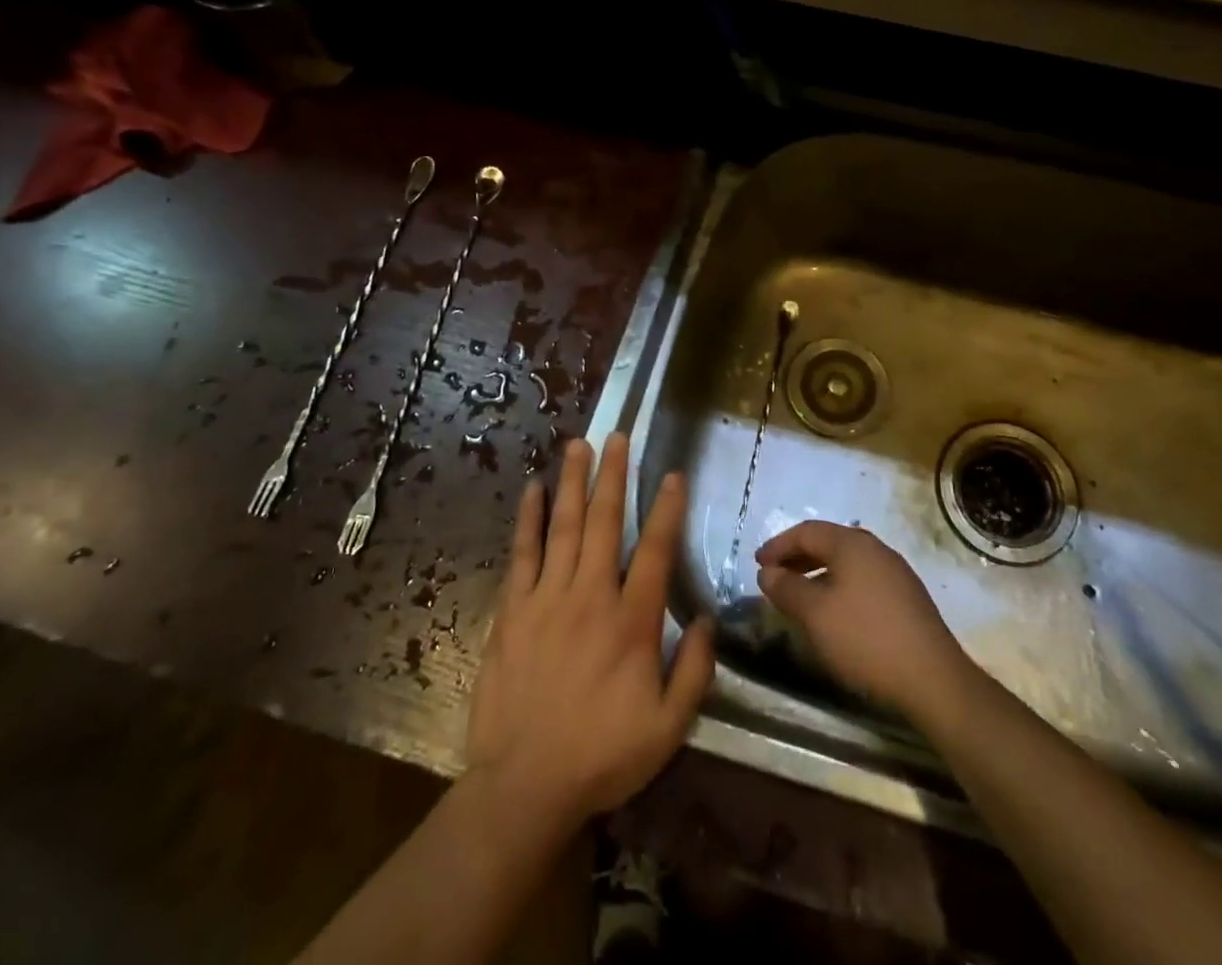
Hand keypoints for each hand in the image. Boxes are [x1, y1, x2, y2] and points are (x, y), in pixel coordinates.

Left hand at [466, 434, 713, 828]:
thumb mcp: (668, 727)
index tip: (671, 474)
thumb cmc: (602, 755)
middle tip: (617, 435)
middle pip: (604, 522)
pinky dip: (528, 519)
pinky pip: (522, 554)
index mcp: (632, 622)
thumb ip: (695, 671)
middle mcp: (591, 596)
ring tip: (578, 444)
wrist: (524, 786)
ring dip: (573, 482)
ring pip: (564, 527)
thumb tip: (709, 619)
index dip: (666, 509)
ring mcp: (547, 599)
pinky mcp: (513, 611)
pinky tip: (533, 489)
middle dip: (613, 475)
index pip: (655, 550)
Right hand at [756, 521, 969, 717]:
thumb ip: (786, 588)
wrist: (932, 679)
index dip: (778, 545)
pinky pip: (861, 580)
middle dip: (797, 558)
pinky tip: (833, 614)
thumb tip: (768, 572)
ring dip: (817, 574)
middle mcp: (875, 548)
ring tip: (799, 597)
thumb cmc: (865, 638)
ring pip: (846, 563)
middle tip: (773, 578)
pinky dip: (838, 587)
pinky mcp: (906, 597)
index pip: (806, 531)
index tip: (757, 564)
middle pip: (828, 543)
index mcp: (852, 543)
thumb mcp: (815, 614)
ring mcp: (895, 572)